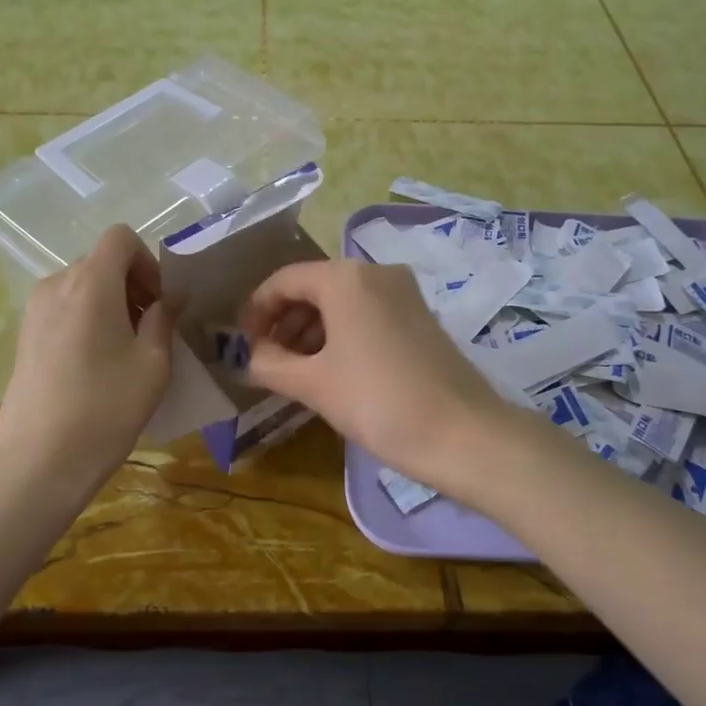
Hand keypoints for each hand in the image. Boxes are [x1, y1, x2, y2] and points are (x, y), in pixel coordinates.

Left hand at [0, 225, 176, 503]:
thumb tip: (172, 296)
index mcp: (91, 283)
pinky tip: (97, 362)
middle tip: (151, 328)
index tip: (159, 301)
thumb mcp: (152, 363)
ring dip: (110, 302)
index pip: (120, 237)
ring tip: (125, 348)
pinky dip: (87, 318)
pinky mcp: (24, 334)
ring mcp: (35, 309)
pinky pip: (64, 307)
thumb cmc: (106, 406)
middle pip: (101, 262)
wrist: (40, 458)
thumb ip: (164, 318)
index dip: (147, 260)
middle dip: (132, 284)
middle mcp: (57, 284)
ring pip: (82, 285)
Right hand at [241, 260, 519, 493]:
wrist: (462, 434)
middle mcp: (375, 272)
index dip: (256, 310)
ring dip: (310, 330)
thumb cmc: (378, 402)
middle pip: (313, 287)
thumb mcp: (314, 384)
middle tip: (266, 360)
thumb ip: (269, 364)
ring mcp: (403, 292)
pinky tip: (331, 369)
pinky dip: (341, 333)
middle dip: (283, 322)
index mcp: (345, 277)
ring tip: (294, 370)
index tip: (242, 344)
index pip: (284, 280)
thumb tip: (245, 357)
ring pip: (341, 301)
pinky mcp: (420, 315)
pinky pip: (367, 313)